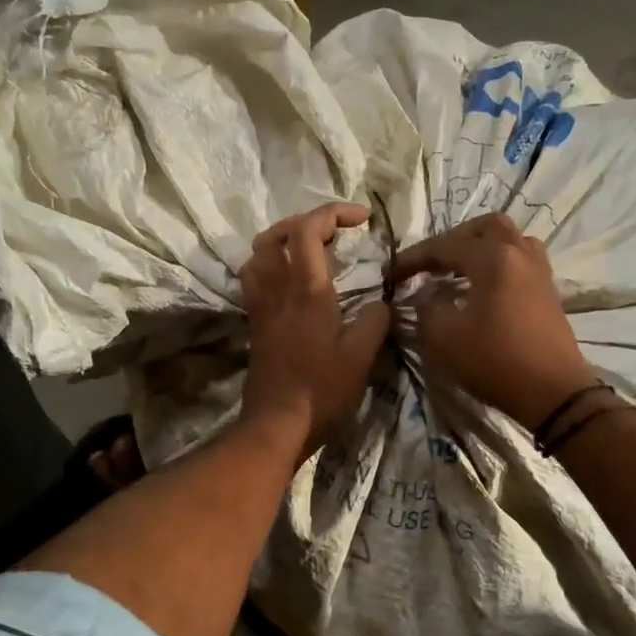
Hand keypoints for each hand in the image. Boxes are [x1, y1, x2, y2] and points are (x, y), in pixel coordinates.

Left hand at [239, 203, 391, 457]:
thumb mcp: (362, 356)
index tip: (362, 218)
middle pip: (276, 234)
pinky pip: (255, 278)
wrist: (277, 423)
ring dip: (283, 240)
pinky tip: (291, 281)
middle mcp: (277, 289)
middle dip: (306, 221)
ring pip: (258, 254)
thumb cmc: (322, 390)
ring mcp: (261, 306)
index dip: (334, 212)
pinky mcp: (255, 323)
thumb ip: (375, 320)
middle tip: (335, 232)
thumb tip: (380, 303)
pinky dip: (272, 265)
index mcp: (306, 290)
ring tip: (310, 249)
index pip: (309, 229)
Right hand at [389, 213, 595, 430]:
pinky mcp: (548, 291)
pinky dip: (497, 262)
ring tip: (457, 270)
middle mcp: (520, 254)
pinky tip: (482, 286)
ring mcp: (539, 271)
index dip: (413, 258)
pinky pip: (520, 259)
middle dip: (453, 240)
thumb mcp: (445, 337)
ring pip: (508, 239)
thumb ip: (429, 306)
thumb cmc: (496, 362)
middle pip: (485, 227)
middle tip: (430, 262)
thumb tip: (429, 294)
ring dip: (479, 247)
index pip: (446, 246)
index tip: (390, 273)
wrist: (554, 393)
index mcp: (494, 259)